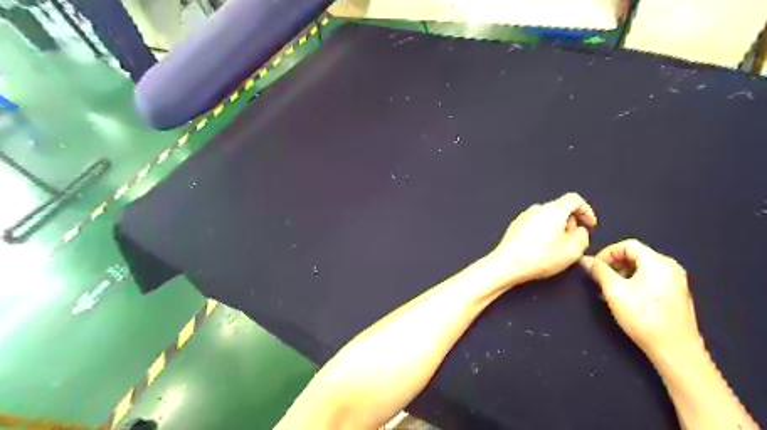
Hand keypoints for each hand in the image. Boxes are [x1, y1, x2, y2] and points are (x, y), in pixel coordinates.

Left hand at [491, 191, 597, 285]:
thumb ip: (583, 236)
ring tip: (557, 247)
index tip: (590, 224)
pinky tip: (541, 249)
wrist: (507, 264)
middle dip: (571, 222)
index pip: (575, 199)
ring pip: (547, 217)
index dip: (586, 211)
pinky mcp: (515, 226)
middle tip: (574, 240)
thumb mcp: (573, 251)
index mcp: (554, 209)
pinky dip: (543, 232)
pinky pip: (534, 224)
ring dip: (556, 228)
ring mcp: (524, 216)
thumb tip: (580, 231)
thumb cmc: (538, 258)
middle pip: (560, 208)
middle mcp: (537, 208)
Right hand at [582, 239, 698, 364]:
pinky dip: (632, 284)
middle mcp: (670, 267)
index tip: (593, 267)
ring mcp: (675, 282)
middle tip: (598, 279)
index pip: (627, 245)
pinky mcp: (674, 296)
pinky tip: (623, 299)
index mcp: (658, 262)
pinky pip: (649, 280)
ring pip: (640, 269)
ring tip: (607, 291)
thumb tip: (585, 260)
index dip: (606, 253)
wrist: (675, 351)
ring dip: (620, 275)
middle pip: (634, 256)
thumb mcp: (614, 291)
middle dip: (612, 265)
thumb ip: (599, 271)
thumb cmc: (643, 317)